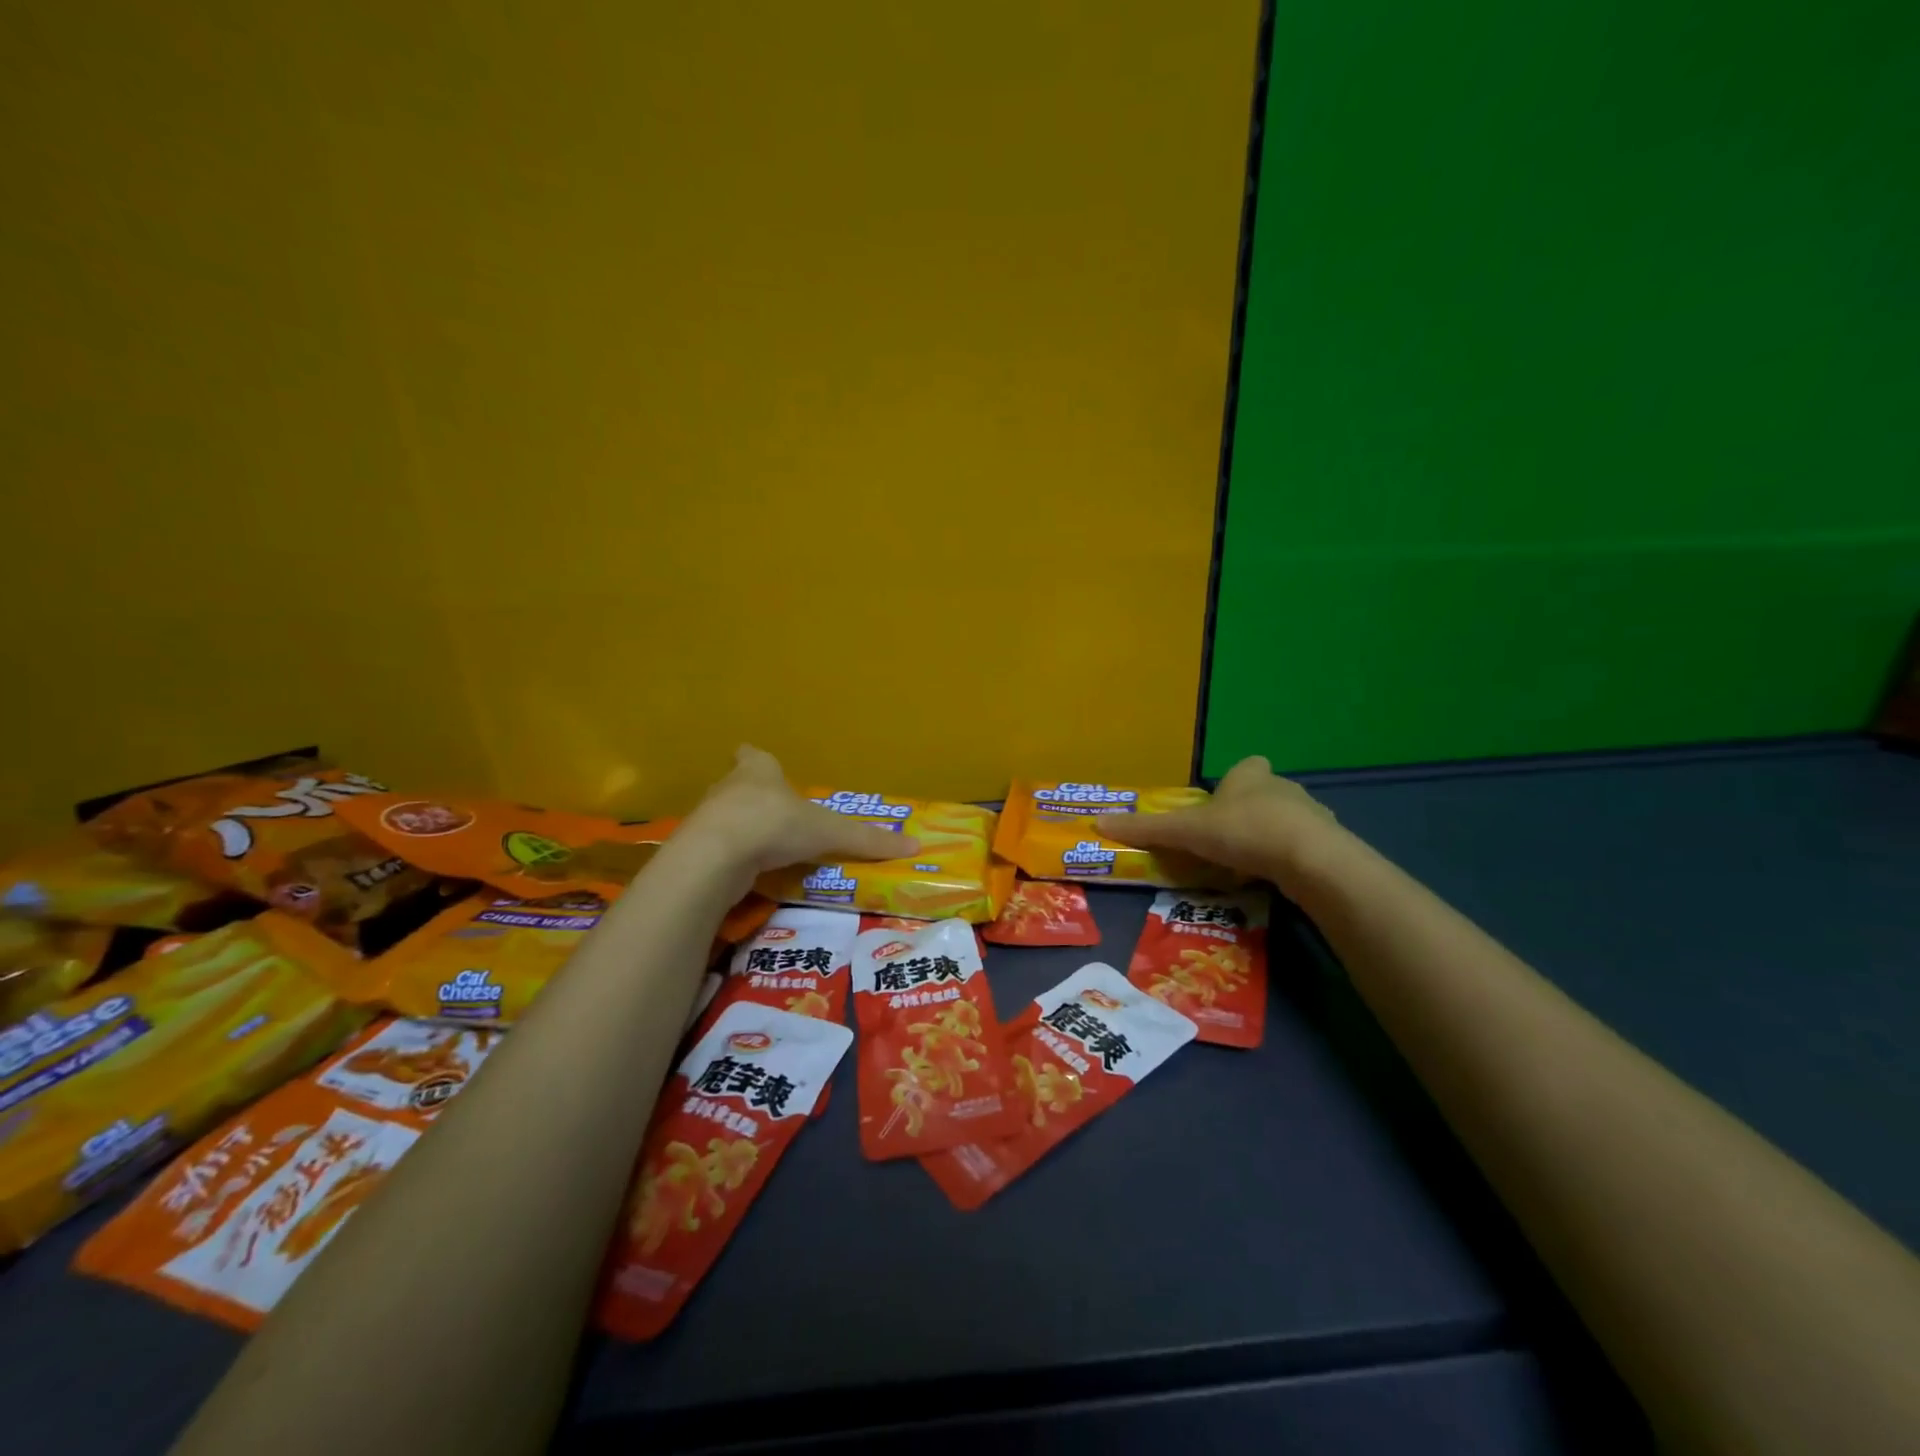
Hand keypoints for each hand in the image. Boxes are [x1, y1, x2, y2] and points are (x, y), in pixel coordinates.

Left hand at [677, 746, 919, 876]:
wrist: (716, 855)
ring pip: (724, 817)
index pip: (754, 755)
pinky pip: (716, 849)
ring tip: (762, 848)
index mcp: (759, 770)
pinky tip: (744, 873)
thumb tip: (915, 846)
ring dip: (739, 829)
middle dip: (753, 796)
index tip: (764, 766)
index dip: (758, 760)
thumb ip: (866, 841)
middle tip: (775, 814)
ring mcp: (708, 817)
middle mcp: (729, 787)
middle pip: (738, 784)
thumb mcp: (829, 833)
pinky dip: (729, 858)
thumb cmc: (774, 824)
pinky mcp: (696, 848)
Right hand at [1093, 755, 1338, 886]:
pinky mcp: (1328, 844)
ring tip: (1248, 865)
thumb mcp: (1185, 831)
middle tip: (1225, 842)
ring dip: (1269, 838)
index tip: (1218, 807)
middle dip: (1246, 813)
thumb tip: (1098, 823)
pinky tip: (1276, 879)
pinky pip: (1302, 848)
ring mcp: (1311, 815)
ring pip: (1285, 821)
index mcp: (1249, 775)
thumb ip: (1146, 829)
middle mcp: (1282, 787)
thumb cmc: (1243, 831)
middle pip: (1262, 794)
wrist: (1310, 859)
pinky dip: (1289, 861)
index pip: (1243, 767)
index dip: (1231, 784)